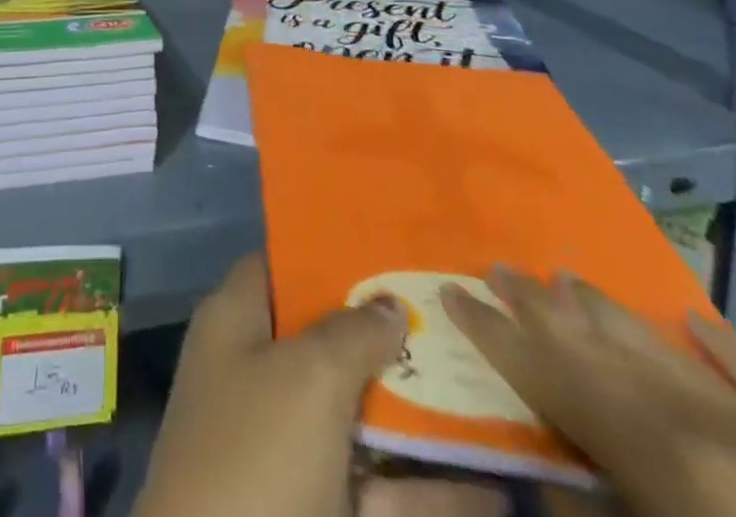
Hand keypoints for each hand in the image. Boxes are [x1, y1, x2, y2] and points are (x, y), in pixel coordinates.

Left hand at [135, 254, 507, 516]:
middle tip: (456, 316)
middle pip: (329, 340)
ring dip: (423, 413)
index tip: (388, 246)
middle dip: (389, 334)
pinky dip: (436, 492)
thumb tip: (389, 302)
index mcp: (237, 325)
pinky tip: (498, 487)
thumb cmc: (256, 458)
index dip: (327, 254)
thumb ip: (351, 332)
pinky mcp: (324, 512)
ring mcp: (293, 450)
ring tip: (493, 390)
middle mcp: (261, 377)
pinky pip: (387, 493)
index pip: (280, 267)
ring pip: (364, 417)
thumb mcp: (305, 376)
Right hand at [442, 269, 735, 516]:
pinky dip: (728, 349)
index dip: (497, 333)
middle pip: (604, 347)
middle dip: (543, 307)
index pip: (553, 374)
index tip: (452, 292)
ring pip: (670, 351)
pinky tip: (692, 319)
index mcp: (659, 454)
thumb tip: (541, 463)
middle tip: (497, 266)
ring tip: (564, 277)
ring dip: (611, 313)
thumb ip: (586, 510)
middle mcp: (708, 421)